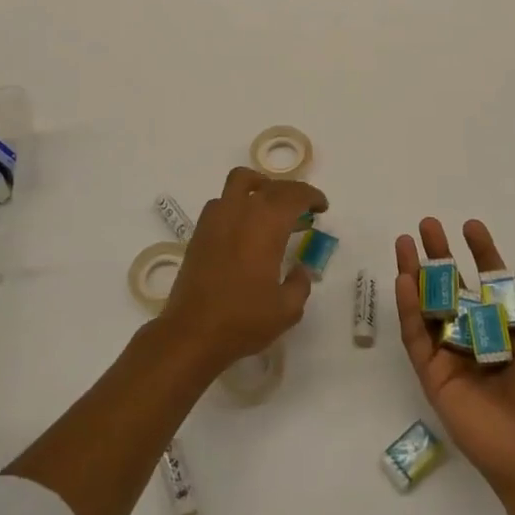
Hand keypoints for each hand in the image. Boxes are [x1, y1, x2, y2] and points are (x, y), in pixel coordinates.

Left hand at [159, 166, 327, 376]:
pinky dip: (238, 202)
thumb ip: (300, 283)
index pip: (294, 195)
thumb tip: (299, 269)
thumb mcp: (287, 309)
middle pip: (271, 185)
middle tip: (303, 208)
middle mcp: (241, 211)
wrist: (192, 332)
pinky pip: (222, 201)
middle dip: (291, 191)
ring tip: (271, 207)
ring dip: (260, 186)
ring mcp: (216, 218)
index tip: (322, 207)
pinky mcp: (200, 231)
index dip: (311, 196)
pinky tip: (244, 227)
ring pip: (240, 181)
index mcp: (267, 224)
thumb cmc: (243, 320)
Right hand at [394, 217, 514, 498]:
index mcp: (508, 328)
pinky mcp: (432, 373)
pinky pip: (416, 335)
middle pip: (452, 287)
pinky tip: (404, 279)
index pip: (490, 281)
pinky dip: (408, 307)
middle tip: (427, 224)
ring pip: (428, 306)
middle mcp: (477, 336)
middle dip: (439, 255)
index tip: (470, 225)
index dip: (481, 252)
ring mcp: (451, 354)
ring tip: (404, 243)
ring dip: (415, 273)